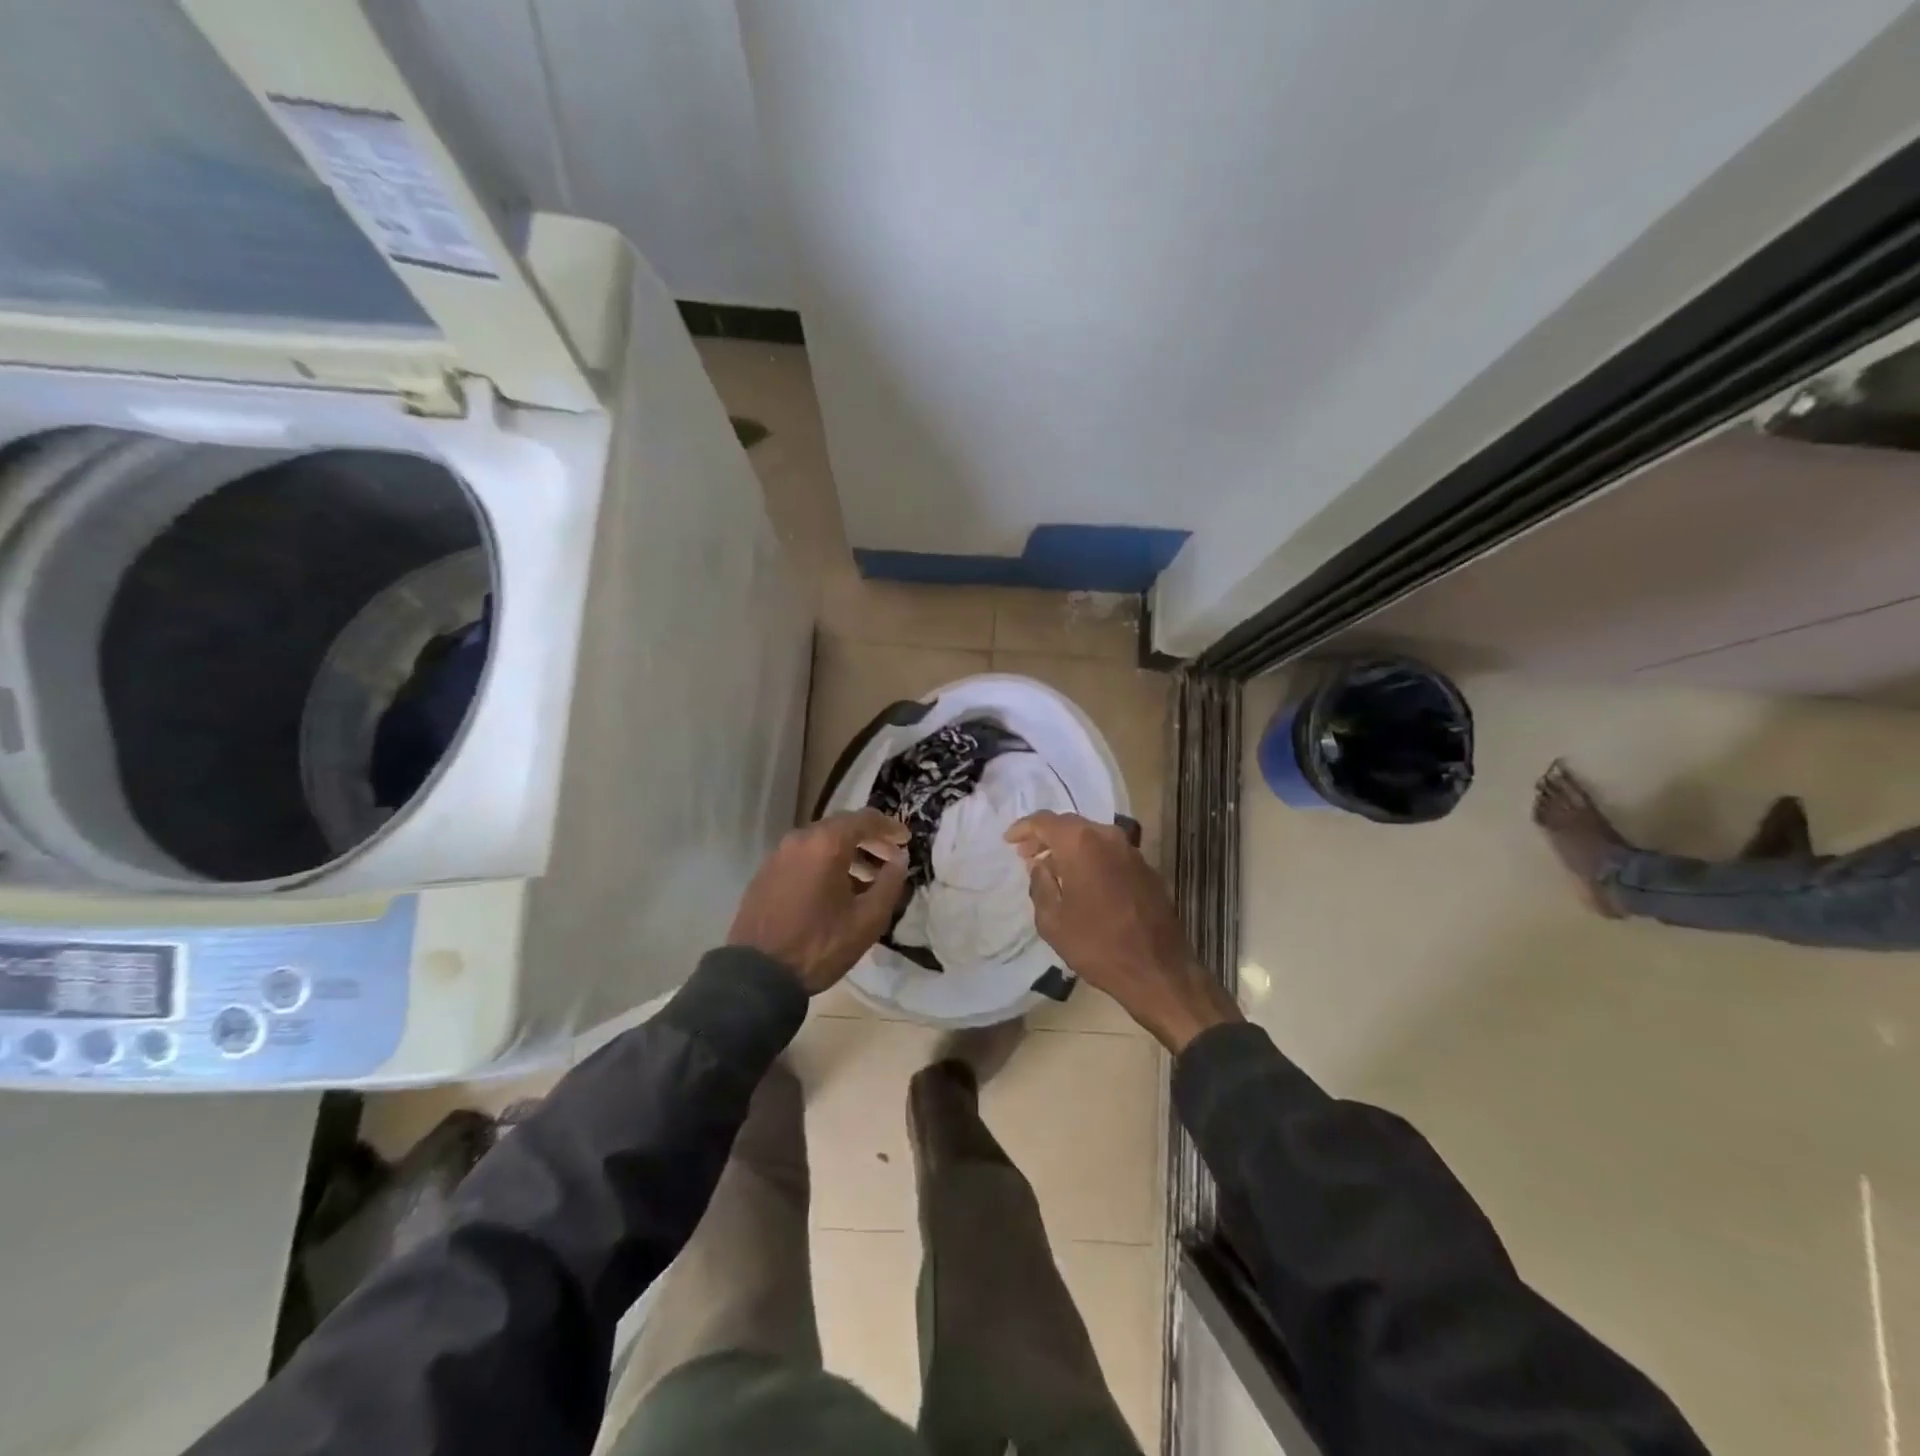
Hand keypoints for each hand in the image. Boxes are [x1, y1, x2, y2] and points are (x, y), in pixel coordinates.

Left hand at [729, 810, 911, 993]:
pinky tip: (835, 890)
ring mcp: (778, 855)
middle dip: (869, 839)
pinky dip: (824, 863)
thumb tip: (900, 859)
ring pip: (821, 842)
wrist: (757, 975)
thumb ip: (891, 883)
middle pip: (841, 827)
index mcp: (826, 843)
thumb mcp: (868, 919)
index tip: (906, 840)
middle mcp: (800, 839)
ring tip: (866, 879)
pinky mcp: (765, 873)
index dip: (890, 827)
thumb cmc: (820, 945)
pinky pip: (803, 857)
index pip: (865, 819)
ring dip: (847, 853)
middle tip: (890, 858)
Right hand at [1006, 811, 1240, 1051]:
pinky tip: (1081, 879)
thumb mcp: (1052, 920)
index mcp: (1081, 844)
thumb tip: (1040, 865)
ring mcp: (1131, 851)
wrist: (1158, 971)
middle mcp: (1108, 837)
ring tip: (1051, 867)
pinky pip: (1109, 852)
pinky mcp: (1146, 868)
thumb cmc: (1097, 946)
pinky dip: (1090, 857)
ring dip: (1069, 847)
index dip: (1023, 828)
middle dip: (1045, 836)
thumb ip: (1040, 884)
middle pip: (1070, 825)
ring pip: (1092, 836)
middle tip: (1026, 854)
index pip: (1045, 821)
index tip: (1008, 841)